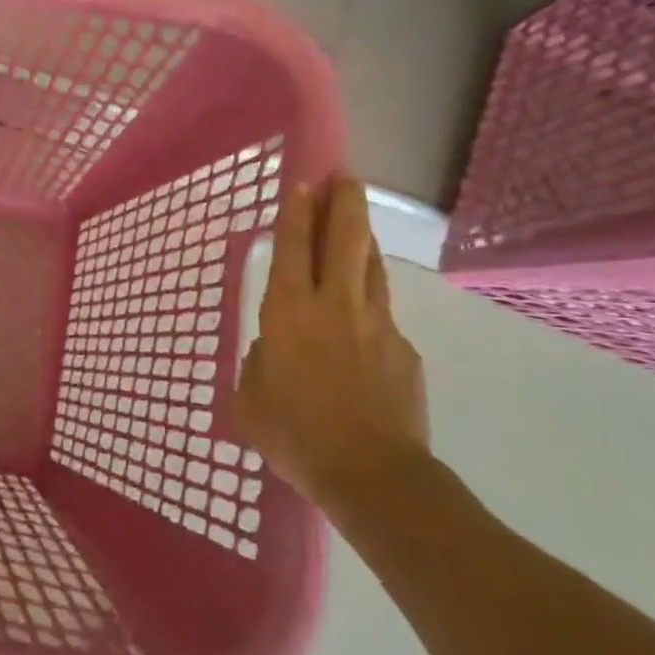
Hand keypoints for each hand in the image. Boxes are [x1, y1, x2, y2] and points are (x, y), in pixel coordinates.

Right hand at [232, 176, 428, 514]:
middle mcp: (334, 306)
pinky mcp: (404, 351)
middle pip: (344, 239)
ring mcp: (377, 325)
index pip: (291, 248)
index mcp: (289, 313)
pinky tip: (363, 322)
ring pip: (371, 267)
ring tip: (357, 222)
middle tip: (345, 178)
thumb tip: (273, 352)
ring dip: (363, 239)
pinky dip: (370, 304)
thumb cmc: (296, 435)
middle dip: (344, 203)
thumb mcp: (251, 401)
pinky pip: (382, 315)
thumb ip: (259, 365)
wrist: (373, 476)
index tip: (303, 183)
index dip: (296, 213)